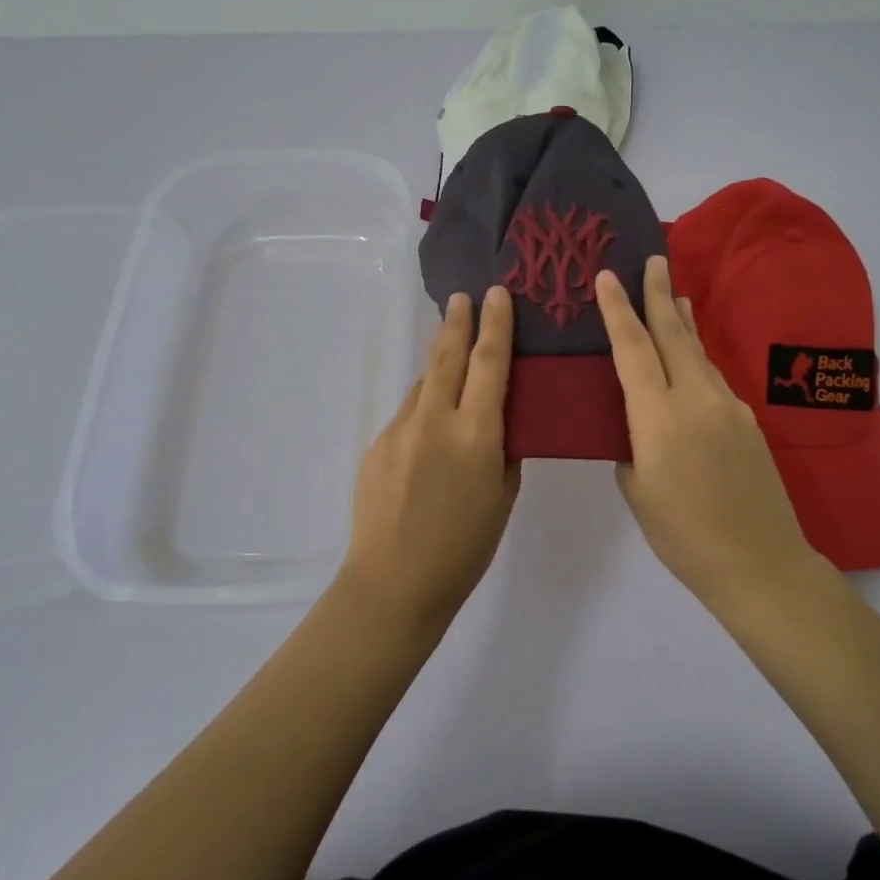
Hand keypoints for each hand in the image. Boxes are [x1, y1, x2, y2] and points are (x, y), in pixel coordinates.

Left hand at [337, 286, 521, 629]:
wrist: (393, 584)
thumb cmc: (463, 550)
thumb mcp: (502, 498)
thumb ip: (502, 451)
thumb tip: (497, 422)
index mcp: (476, 435)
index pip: (490, 364)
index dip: (496, 325)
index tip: (496, 294)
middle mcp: (435, 420)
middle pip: (447, 357)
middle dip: (457, 322)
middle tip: (463, 297)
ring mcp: (399, 430)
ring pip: (424, 384)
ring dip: (440, 365)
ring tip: (452, 355)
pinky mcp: (376, 444)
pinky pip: (407, 414)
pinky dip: (423, 407)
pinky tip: (429, 428)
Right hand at [596, 255, 820, 606]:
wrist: (759, 560)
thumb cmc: (683, 534)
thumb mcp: (637, 490)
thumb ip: (631, 445)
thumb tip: (637, 423)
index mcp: (658, 416)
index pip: (633, 348)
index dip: (617, 309)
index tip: (608, 275)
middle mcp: (695, 398)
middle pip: (672, 334)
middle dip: (659, 293)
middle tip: (652, 259)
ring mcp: (728, 405)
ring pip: (698, 351)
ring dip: (682, 321)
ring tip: (675, 295)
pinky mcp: (748, 420)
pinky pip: (714, 376)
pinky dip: (698, 356)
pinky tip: (692, 357)